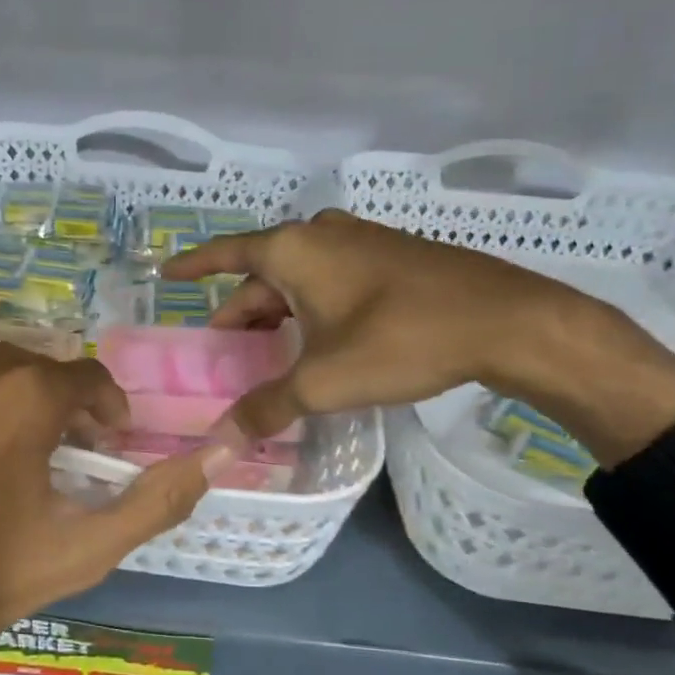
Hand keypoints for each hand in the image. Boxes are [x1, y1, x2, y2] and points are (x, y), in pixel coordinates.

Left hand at [0, 326, 216, 668]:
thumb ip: (157, 500)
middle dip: (56, 401)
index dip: (105, 409)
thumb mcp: (82, 551)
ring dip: (3, 385)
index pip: (88, 376)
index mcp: (26, 395)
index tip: (104, 444)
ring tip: (1, 434)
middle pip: (36, 362)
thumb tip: (222, 453)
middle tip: (54, 451)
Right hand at [164, 211, 674, 464]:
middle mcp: (320, 235)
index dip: (193, 266)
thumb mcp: (325, 381)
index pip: (224, 254)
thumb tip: (221, 439)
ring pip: (299, 279)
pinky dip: (311, 308)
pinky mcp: (391, 256)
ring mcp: (360, 242)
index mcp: (292, 250)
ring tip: (267, 356)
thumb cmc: (402, 339)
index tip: (166, 274)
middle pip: (262, 275)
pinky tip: (319, 343)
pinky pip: (331, 279)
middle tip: (224, 353)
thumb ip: (267, 407)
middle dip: (240, 314)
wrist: (507, 320)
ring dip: (278, 314)